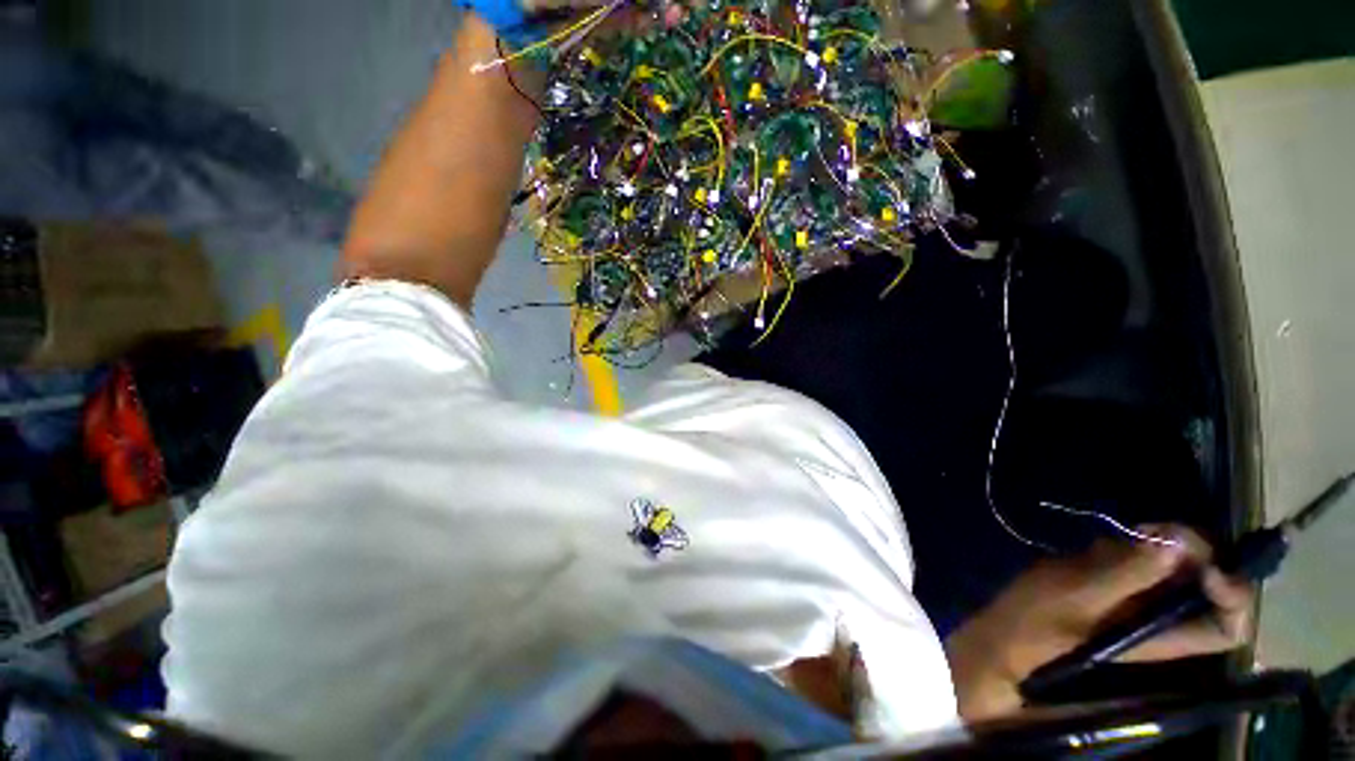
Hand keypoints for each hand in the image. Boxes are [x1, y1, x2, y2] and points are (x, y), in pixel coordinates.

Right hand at [944, 525, 1254, 721]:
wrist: (1004, 632)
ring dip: (1165, 543)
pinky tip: (1112, 539)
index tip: (1202, 561)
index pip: (1227, 626)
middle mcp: (1162, 619)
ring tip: (1131, 531)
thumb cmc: (1040, 623)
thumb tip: (1179, 540)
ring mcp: (1139, 601)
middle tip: (1155, 530)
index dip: (1231, 593)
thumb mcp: (1081, 596)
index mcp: (1164, 636)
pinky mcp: (1116, 585)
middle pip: (1210, 587)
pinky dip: (1137, 542)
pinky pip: (1146, 559)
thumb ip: (1130, 572)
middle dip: (1194, 552)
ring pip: (1179, 568)